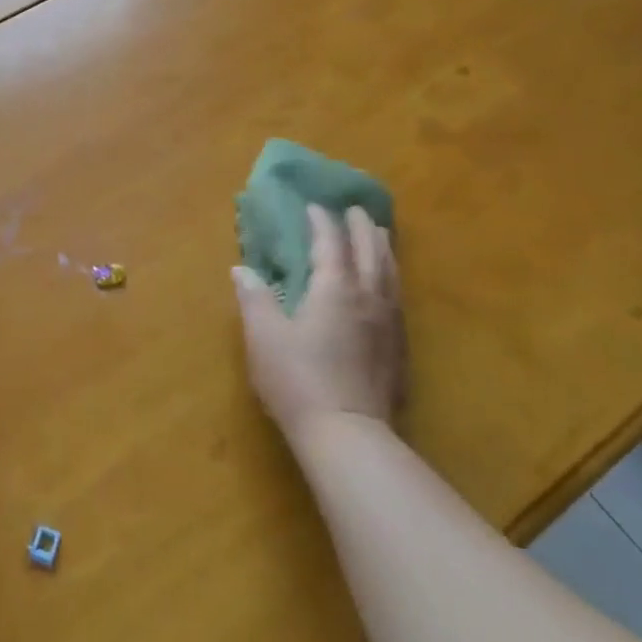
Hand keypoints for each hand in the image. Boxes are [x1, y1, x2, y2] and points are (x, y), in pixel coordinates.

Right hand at [232, 205, 404, 439]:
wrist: (347, 434)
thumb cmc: (298, 379)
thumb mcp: (264, 336)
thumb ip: (255, 298)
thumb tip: (242, 269)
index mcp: (335, 289)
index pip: (331, 244)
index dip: (322, 223)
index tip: (314, 207)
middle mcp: (368, 297)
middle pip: (370, 252)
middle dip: (361, 228)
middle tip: (356, 210)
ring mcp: (389, 324)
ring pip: (391, 274)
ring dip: (383, 249)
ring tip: (379, 236)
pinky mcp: (399, 349)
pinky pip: (398, 299)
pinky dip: (392, 279)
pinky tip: (388, 288)